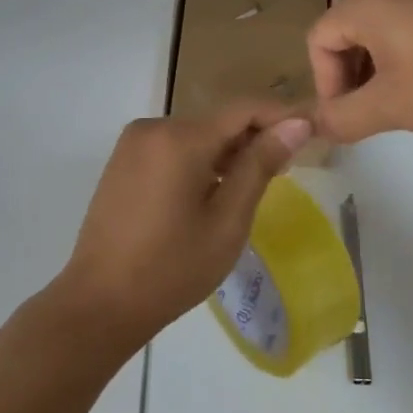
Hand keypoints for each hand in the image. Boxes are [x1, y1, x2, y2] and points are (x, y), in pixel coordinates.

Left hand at [57, 102, 313, 349]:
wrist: (99, 303)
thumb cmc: (172, 268)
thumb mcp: (227, 220)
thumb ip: (260, 165)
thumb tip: (297, 124)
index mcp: (181, 138)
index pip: (244, 109)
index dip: (282, 116)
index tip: (313, 133)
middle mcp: (154, 127)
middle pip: (219, 121)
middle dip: (254, 139)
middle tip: (285, 172)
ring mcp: (134, 143)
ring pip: (196, 135)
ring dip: (227, 152)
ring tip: (250, 189)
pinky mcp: (123, 160)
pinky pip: (173, 148)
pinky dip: (199, 161)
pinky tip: (211, 193)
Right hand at [307, 0, 412, 142]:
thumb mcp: (392, 107)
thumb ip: (342, 117)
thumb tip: (314, 126)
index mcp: (366, 2)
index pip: (318, 39)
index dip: (324, 84)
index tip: (349, 118)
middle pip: (348, 32)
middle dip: (351, 78)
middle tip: (373, 115)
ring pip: (383, 32)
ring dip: (381, 72)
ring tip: (407, 105)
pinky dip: (411, 59)